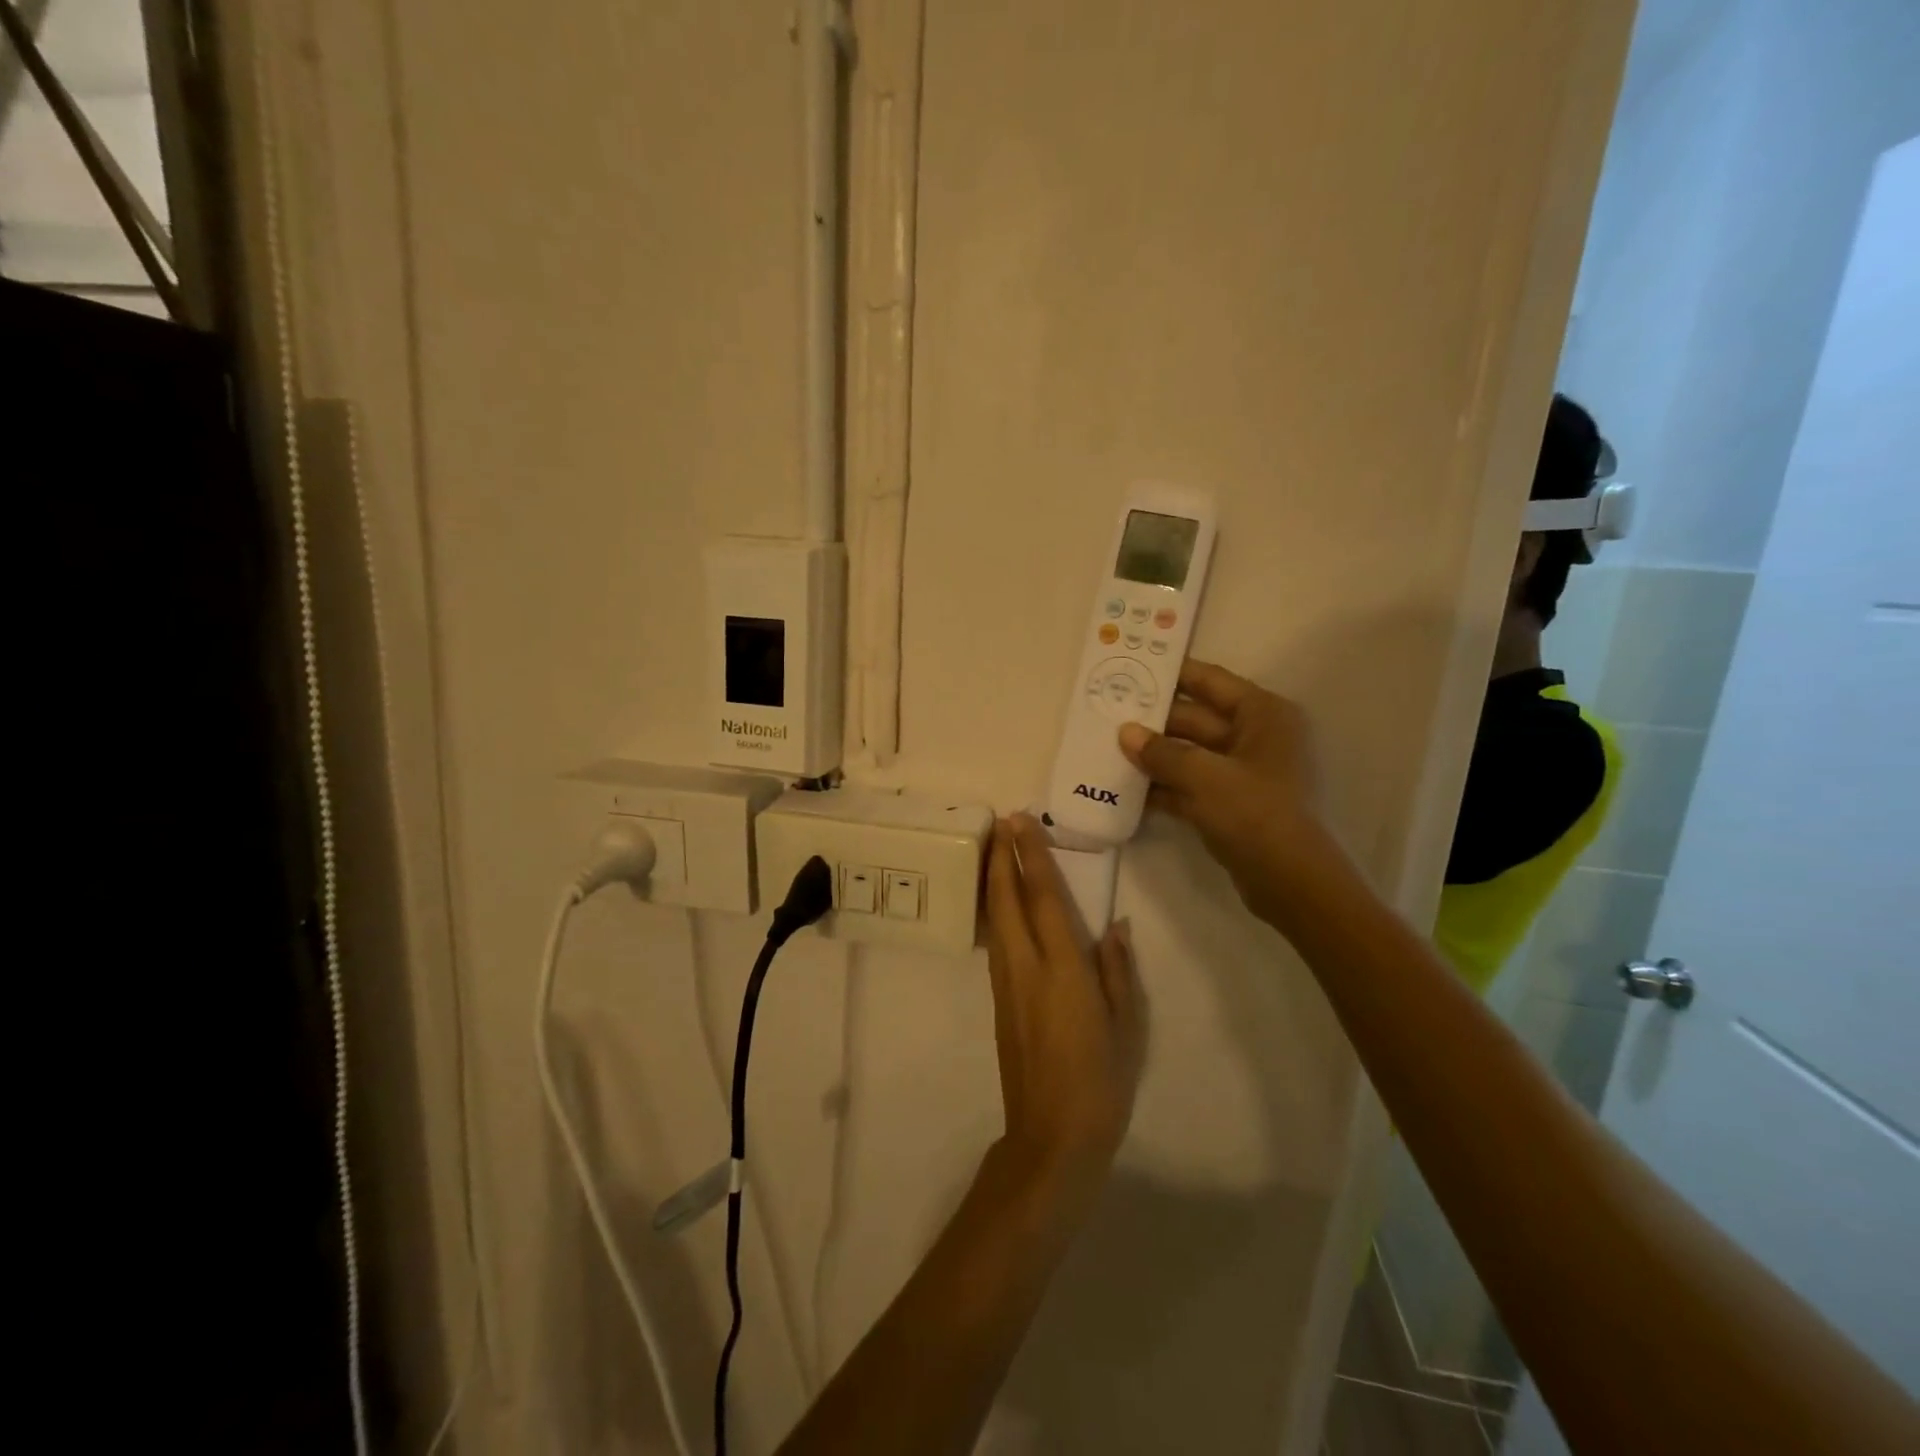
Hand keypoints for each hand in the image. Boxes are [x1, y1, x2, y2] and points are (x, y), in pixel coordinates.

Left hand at [984, 815, 1145, 1193]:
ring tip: (996, 849)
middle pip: (1007, 900)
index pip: (1042, 898)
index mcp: (1063, 969)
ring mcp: (1006, 984)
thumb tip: (1115, 927)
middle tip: (1001, 821)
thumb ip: (1117, 971)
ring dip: (994, 880)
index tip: (1021, 822)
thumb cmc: (1101, 1081)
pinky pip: (995, 941)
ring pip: (995, 919)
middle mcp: (1026, 967)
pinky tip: (1000, 903)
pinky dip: (995, 911)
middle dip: (1001, 857)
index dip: (1030, 856)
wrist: (1051, 1136)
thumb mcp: (1126, 1025)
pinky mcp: (998, 1001)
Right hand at [1118, 659, 1336, 931]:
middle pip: (1195, 719)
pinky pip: (1191, 785)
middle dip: (1153, 722)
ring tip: (1107, 750)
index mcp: (1262, 715)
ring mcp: (1244, 773)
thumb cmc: (1255, 812)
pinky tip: (1126, 789)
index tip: (1132, 668)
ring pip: (1190, 755)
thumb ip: (1161, 752)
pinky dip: (1164, 787)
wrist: (1292, 881)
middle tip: (1107, 715)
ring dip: (1154, 757)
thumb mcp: (1203, 776)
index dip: (1172, 674)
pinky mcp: (1232, 804)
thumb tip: (1125, 732)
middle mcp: (1256, 737)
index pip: (1210, 682)